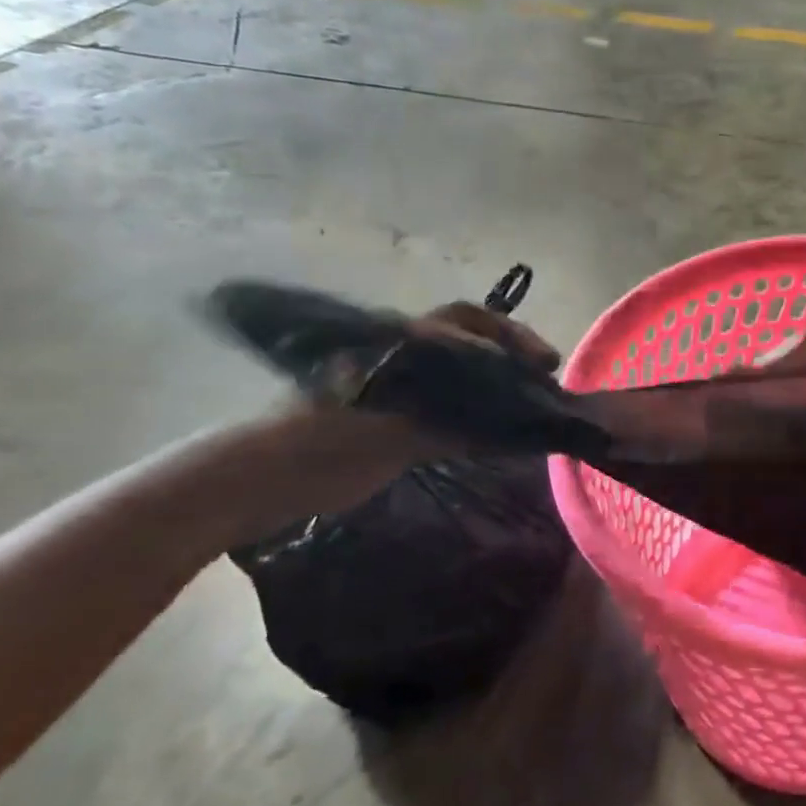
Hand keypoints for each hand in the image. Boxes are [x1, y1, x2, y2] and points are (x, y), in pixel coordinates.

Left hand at [225, 299, 560, 543]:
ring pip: (465, 373)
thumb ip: (449, 426)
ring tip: (535, 401)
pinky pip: (453, 408)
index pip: (465, 324)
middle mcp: (403, 356)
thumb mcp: (389, 432)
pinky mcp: (399, 421)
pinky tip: (506, 432)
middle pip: (469, 339)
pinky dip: (482, 415)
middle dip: (510, 349)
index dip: (508, 337)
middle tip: (545, 371)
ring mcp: (401, 387)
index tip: (541, 363)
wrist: (260, 480)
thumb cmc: (320, 442)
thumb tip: (510, 428)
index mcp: (398, 345)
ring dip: (501, 381)